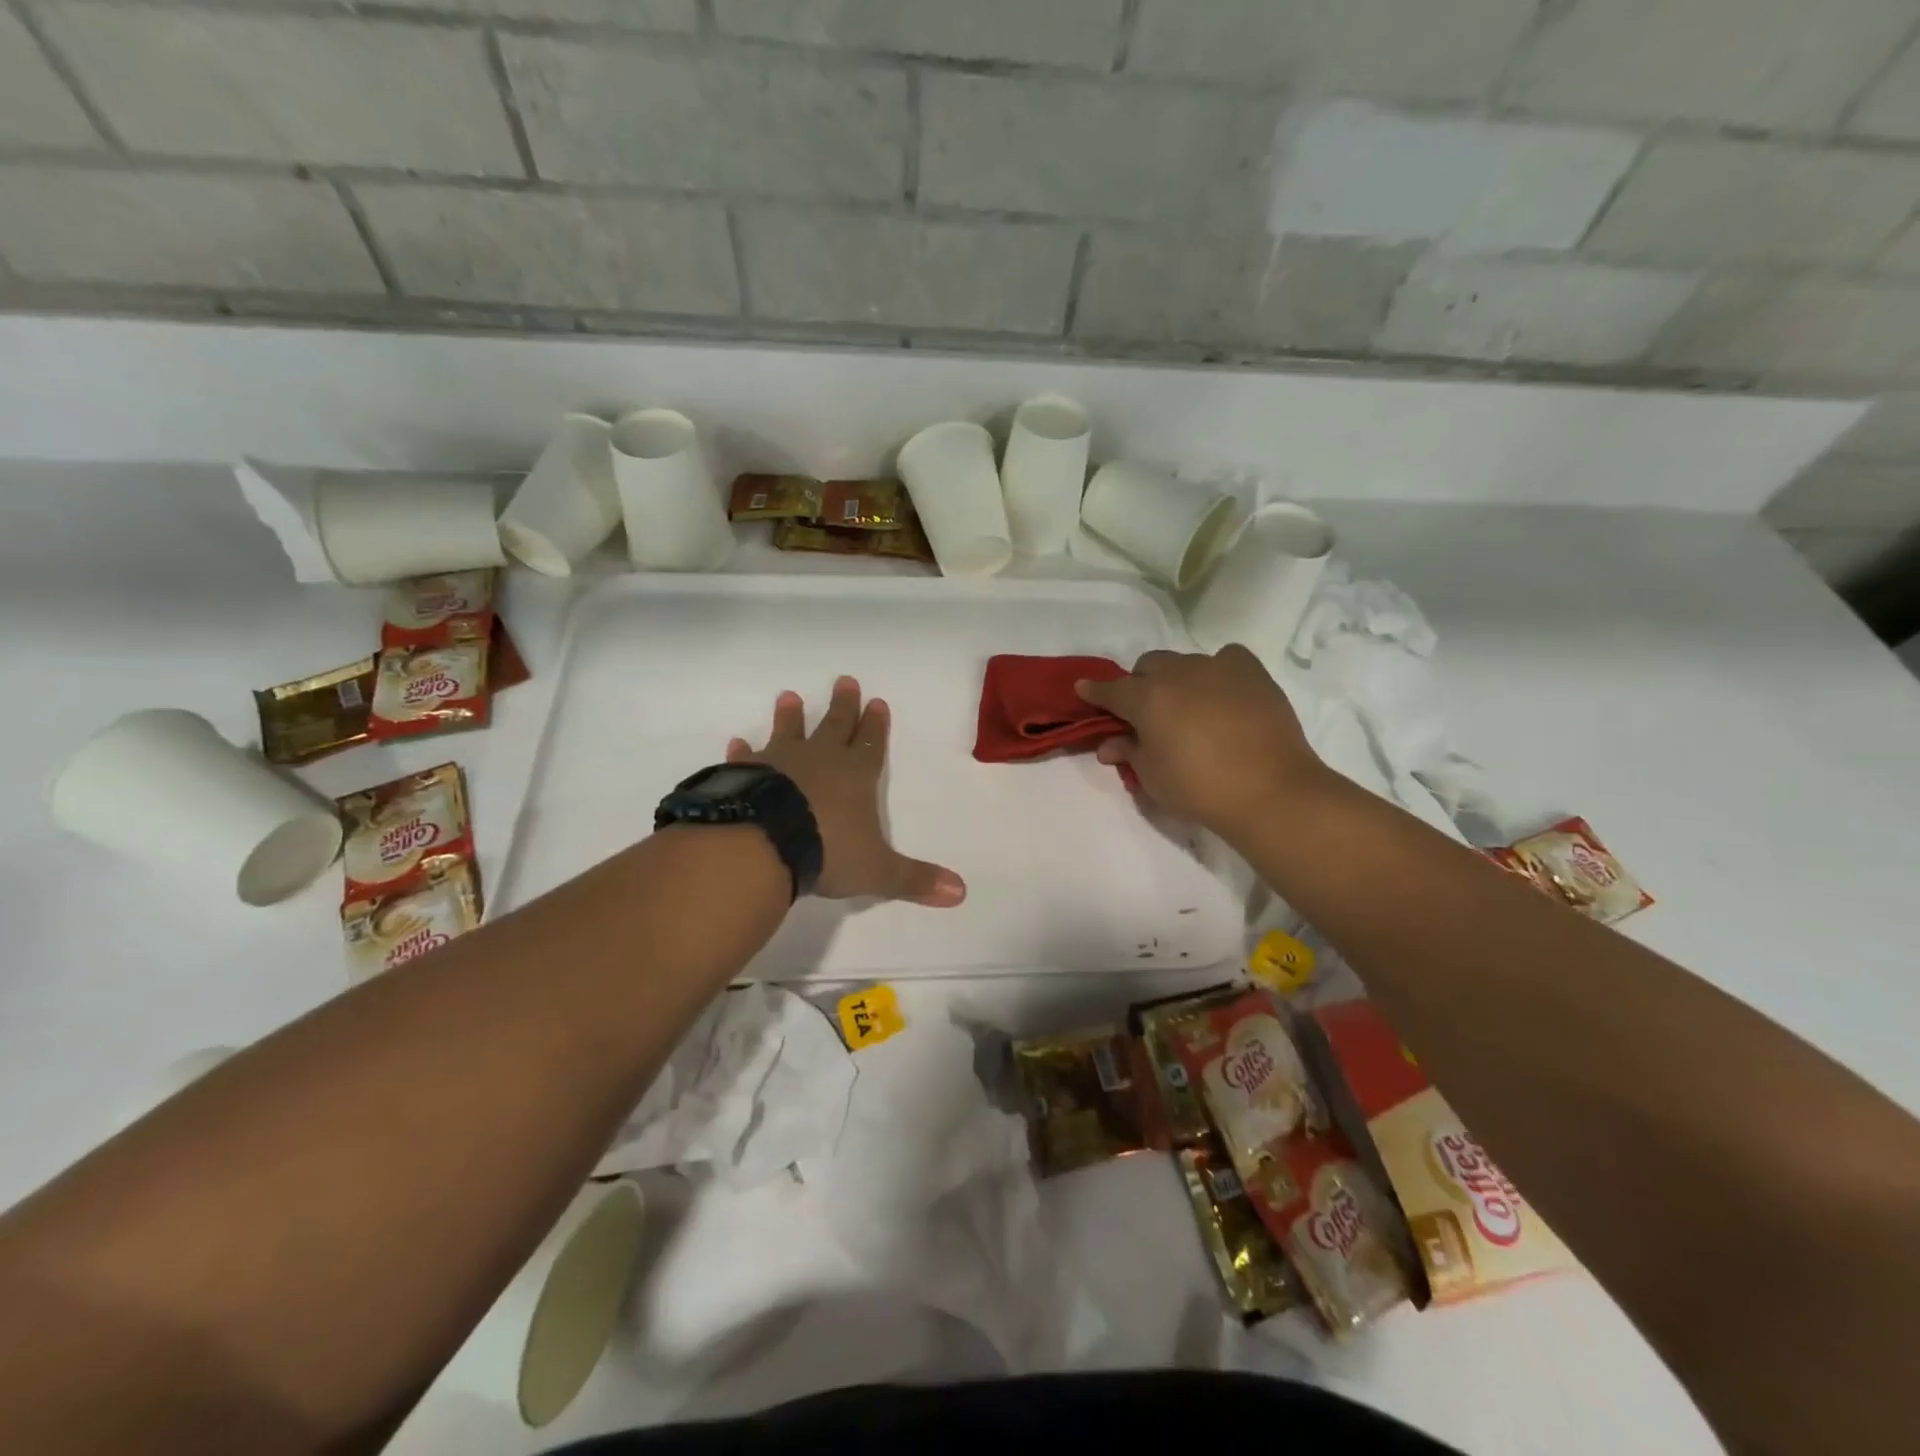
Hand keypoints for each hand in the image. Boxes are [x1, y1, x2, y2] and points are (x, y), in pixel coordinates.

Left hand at [727, 677, 965, 907]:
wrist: (764, 844)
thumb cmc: (827, 851)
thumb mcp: (878, 871)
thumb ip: (915, 879)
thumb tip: (961, 893)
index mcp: (856, 776)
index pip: (872, 745)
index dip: (876, 726)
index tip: (877, 702)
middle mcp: (820, 760)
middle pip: (835, 727)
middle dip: (843, 706)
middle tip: (845, 681)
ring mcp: (780, 763)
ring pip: (789, 732)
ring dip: (791, 717)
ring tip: (789, 697)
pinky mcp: (745, 774)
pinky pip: (747, 758)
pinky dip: (744, 751)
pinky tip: (738, 742)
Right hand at [1076, 646, 1327, 838]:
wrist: (1269, 790)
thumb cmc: (1199, 788)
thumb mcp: (1152, 777)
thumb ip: (1129, 753)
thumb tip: (1110, 745)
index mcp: (1146, 698)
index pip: (1111, 690)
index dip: (1095, 692)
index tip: (1084, 690)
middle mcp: (1178, 674)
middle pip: (1148, 666)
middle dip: (1140, 684)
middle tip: (1146, 712)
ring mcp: (1217, 668)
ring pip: (1185, 662)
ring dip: (1178, 679)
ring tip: (1188, 706)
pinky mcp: (1252, 672)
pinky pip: (1226, 659)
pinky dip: (1218, 671)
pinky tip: (1223, 692)